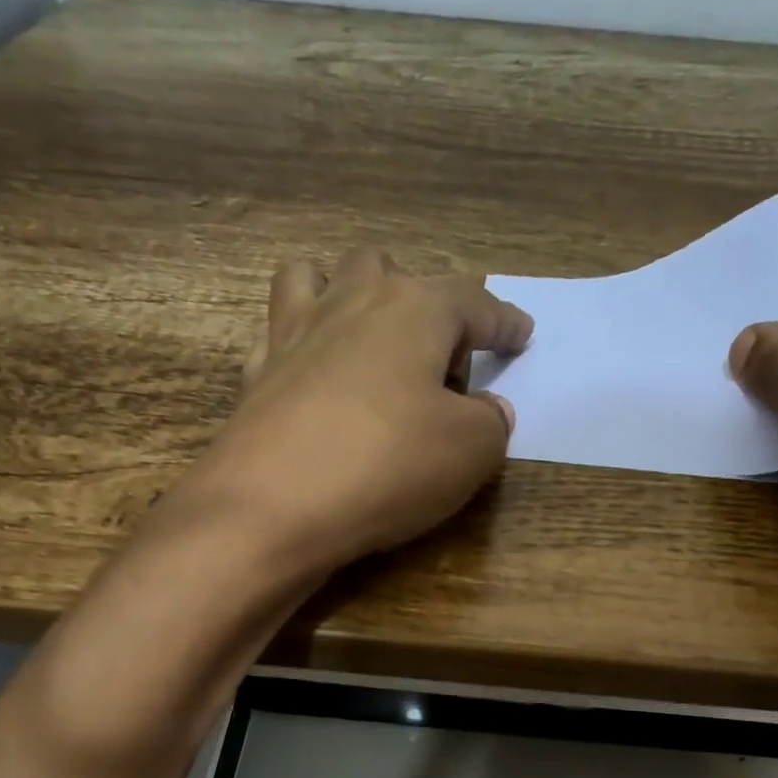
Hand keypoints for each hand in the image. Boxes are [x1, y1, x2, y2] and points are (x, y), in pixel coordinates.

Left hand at [178, 249, 532, 575]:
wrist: (273, 506)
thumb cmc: (387, 466)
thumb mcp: (470, 451)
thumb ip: (492, 423)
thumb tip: (488, 410)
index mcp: (413, 310)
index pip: (473, 303)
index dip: (503, 322)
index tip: (522, 333)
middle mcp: (350, 304)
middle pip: (388, 271)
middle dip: (419, 302)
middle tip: (436, 359)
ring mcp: (293, 334)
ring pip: (316, 278)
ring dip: (345, 293)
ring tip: (363, 334)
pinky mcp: (256, 375)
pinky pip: (279, 336)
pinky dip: (301, 347)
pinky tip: (312, 378)